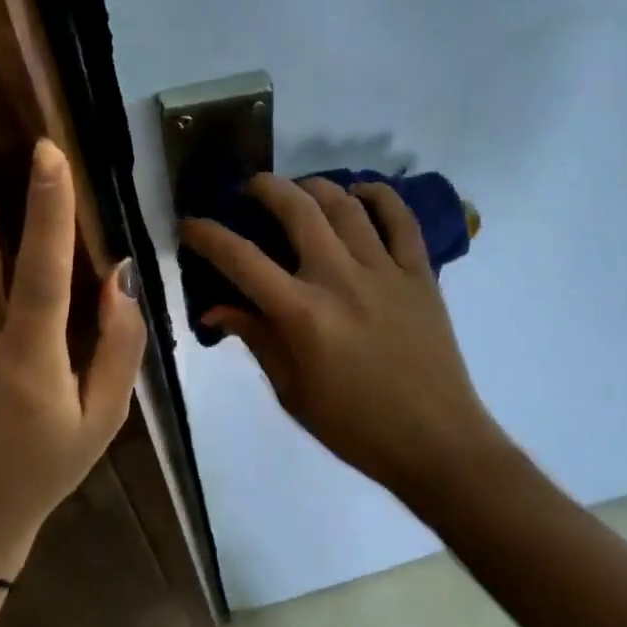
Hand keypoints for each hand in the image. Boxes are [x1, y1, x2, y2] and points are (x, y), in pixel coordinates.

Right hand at [180, 175, 505, 498]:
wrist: (435, 440)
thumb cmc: (355, 426)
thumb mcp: (292, 392)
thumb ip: (257, 339)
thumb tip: (216, 308)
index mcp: (303, 314)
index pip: (242, 259)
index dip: (208, 235)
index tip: (191, 224)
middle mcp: (341, 279)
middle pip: (297, 210)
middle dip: (265, 188)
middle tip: (250, 189)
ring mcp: (385, 271)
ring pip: (346, 205)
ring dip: (316, 186)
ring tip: (301, 190)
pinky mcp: (420, 273)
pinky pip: (401, 219)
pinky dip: (380, 196)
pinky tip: (361, 191)